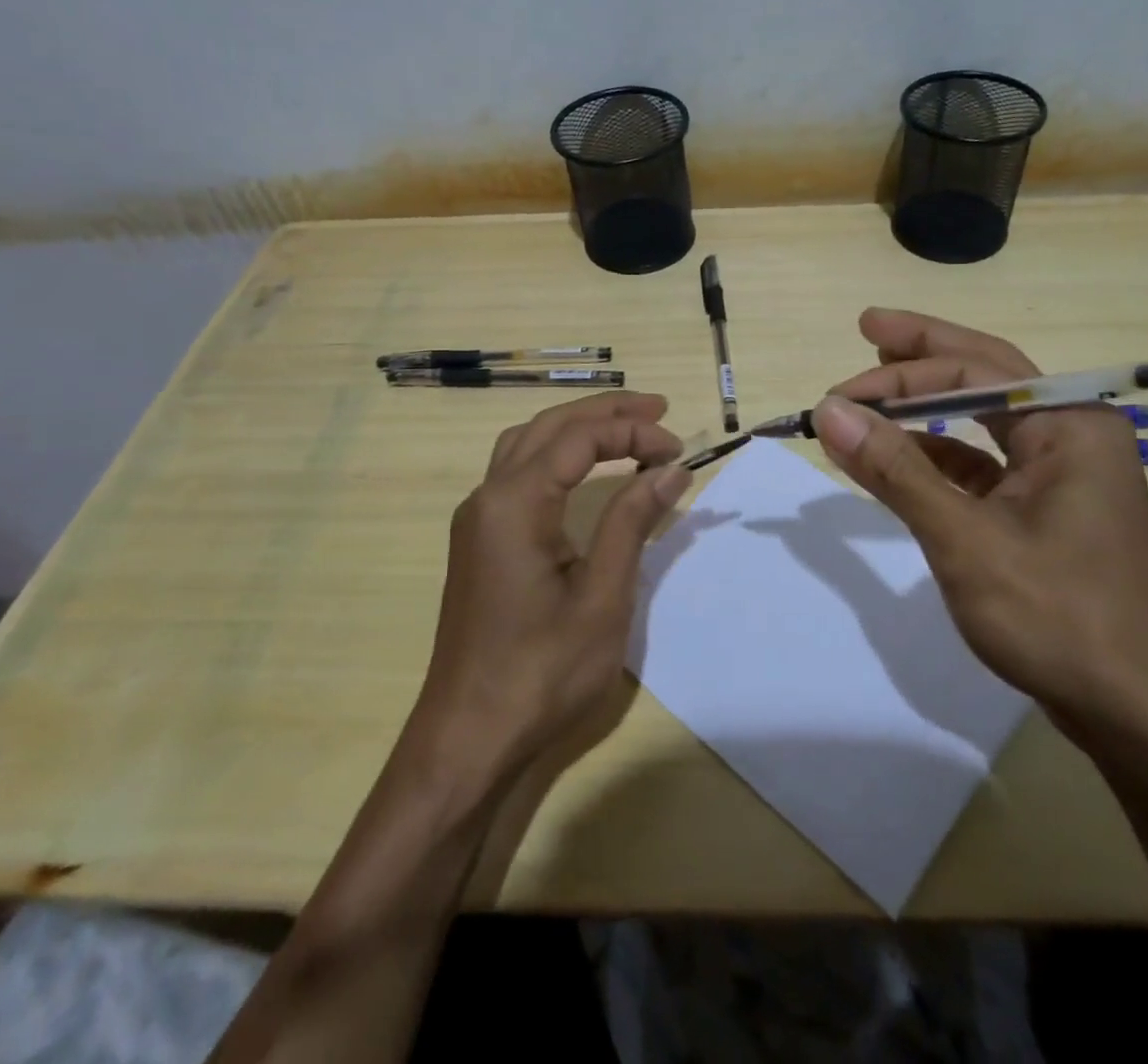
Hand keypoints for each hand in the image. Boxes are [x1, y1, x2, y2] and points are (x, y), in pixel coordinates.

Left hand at [410, 391, 689, 773]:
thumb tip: (672, 469)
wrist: (468, 737)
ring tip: (626, 426)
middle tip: (659, 409)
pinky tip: (583, 468)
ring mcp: (477, 519)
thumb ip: (632, 521)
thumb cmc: (542, 672)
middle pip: (549, 426)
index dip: (632, 432)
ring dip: (578, 427)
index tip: (679, 450)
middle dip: (606, 412)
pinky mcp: (480, 541)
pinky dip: (557, 453)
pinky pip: (518, 471)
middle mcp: (487, 497)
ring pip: (527, 444)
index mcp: (514, 503)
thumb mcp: (602, 596)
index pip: (579, 438)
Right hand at [814, 309, 1147, 738]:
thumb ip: (896, 471)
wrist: (1133, 713)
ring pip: (986, 415)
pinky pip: (986, 460)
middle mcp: (1073, 432)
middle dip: (924, 352)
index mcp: (1070, 424)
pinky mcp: (1048, 506)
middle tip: (868, 326)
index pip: (974, 371)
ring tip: (875, 385)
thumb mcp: (964, 540)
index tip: (837, 396)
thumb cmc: (1056, 617)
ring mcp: (1063, 471)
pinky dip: (941, 452)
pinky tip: (902, 455)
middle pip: (987, 373)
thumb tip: (829, 412)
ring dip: (928, 403)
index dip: (899, 375)